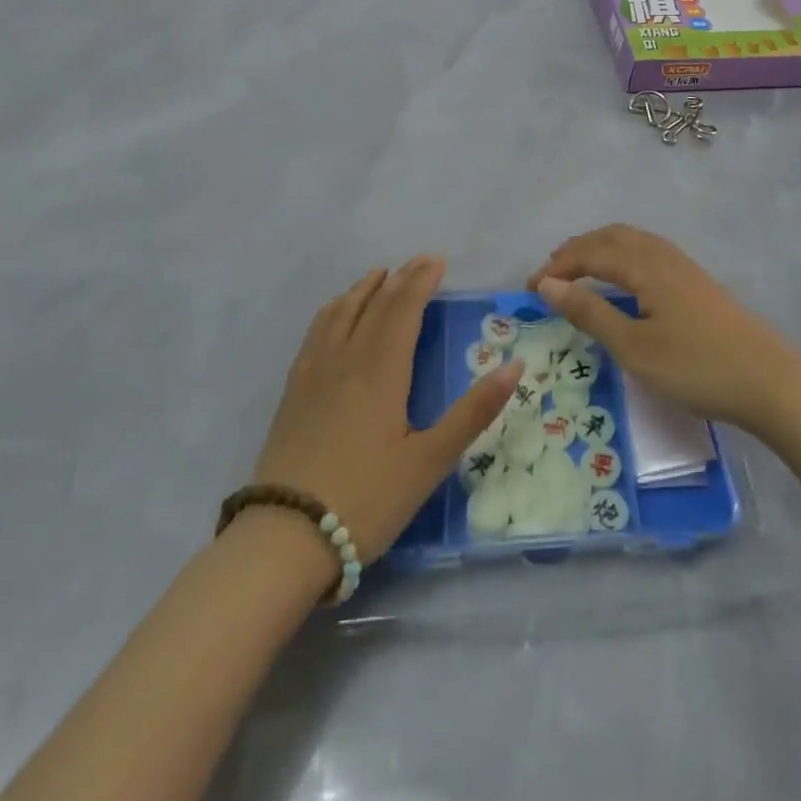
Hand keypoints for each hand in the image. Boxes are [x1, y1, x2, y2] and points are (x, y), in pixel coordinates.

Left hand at [253, 257, 522, 565]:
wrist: (285, 539)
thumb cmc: (367, 500)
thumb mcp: (430, 461)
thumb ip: (473, 411)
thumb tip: (515, 366)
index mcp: (381, 370)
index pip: (403, 309)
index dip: (421, 281)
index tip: (438, 261)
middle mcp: (346, 359)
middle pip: (374, 305)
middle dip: (399, 279)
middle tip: (419, 261)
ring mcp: (314, 374)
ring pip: (339, 313)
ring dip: (363, 289)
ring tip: (378, 276)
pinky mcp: (293, 392)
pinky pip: (316, 333)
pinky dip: (333, 311)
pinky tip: (335, 317)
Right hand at [530, 225, 800, 435]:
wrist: (770, 381)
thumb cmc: (696, 367)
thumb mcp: (634, 347)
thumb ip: (590, 313)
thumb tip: (548, 284)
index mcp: (645, 266)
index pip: (590, 253)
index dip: (557, 267)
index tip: (530, 289)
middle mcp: (663, 255)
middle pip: (611, 237)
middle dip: (576, 250)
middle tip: (550, 274)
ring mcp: (684, 266)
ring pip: (633, 241)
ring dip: (600, 250)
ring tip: (580, 272)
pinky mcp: (697, 281)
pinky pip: (649, 252)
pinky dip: (623, 257)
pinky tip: (624, 281)